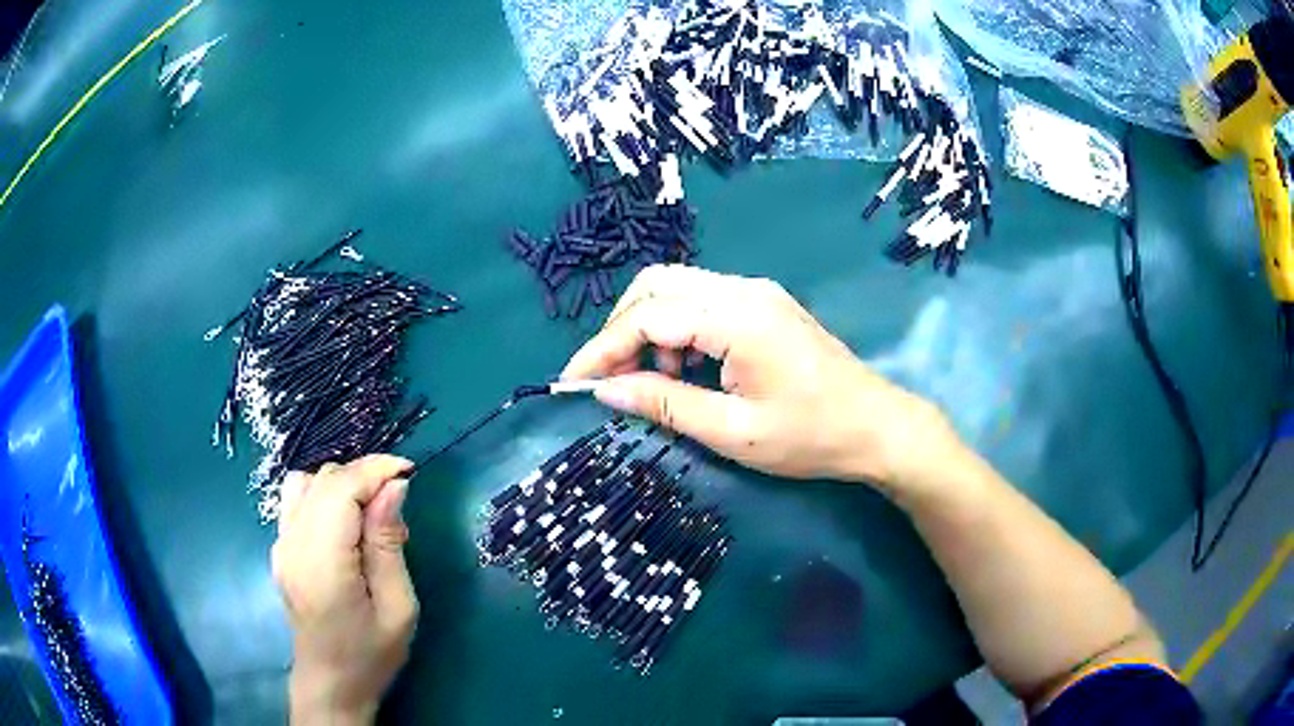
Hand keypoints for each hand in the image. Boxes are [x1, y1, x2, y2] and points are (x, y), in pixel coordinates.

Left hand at [271, 455, 418, 724]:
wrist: (330, 683)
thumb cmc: (371, 653)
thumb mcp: (398, 607)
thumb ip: (389, 544)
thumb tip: (393, 488)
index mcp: (322, 561)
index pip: (341, 488)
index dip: (375, 470)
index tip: (410, 472)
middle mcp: (293, 543)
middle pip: (324, 479)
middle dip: (364, 476)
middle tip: (398, 508)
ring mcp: (281, 544)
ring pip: (306, 482)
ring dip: (342, 484)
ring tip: (370, 513)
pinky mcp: (280, 549)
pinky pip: (297, 501)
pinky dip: (324, 496)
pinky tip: (345, 525)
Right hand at [562, 265, 955, 494]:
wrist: (877, 427)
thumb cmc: (810, 437)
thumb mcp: (732, 431)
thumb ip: (664, 404)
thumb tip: (604, 390)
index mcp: (737, 317)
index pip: (647, 316)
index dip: (602, 349)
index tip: (571, 382)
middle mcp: (743, 289)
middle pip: (657, 284)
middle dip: (621, 329)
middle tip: (611, 378)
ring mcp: (756, 292)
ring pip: (678, 288)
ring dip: (650, 328)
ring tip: (656, 381)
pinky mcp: (763, 304)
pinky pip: (702, 301)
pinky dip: (678, 329)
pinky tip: (687, 369)